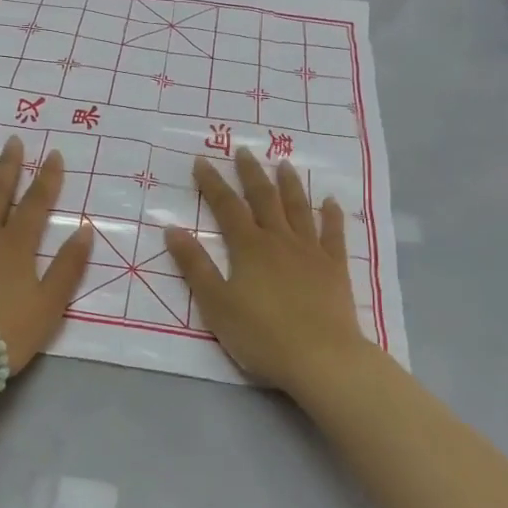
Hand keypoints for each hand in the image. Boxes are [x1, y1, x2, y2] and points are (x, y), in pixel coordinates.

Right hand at [164, 148, 364, 391]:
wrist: (322, 357)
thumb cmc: (262, 335)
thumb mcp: (216, 304)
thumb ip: (195, 265)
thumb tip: (172, 229)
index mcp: (249, 247)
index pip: (226, 206)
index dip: (212, 183)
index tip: (202, 160)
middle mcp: (279, 240)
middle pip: (264, 198)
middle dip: (251, 173)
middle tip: (244, 150)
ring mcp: (311, 251)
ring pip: (299, 208)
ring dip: (290, 184)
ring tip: (284, 163)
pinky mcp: (335, 268)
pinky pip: (334, 234)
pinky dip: (332, 215)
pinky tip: (331, 202)